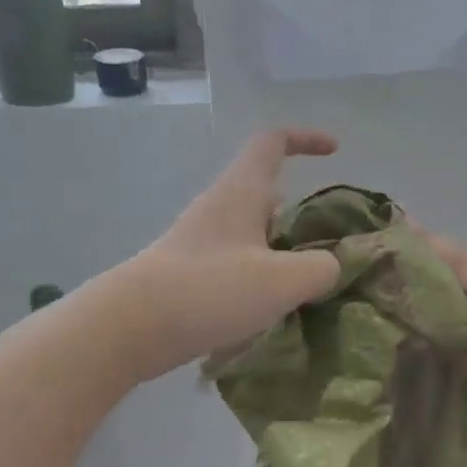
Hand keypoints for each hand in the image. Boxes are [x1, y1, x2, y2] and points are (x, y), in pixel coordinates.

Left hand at [117, 128, 340, 378]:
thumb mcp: (282, 280)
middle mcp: (220, 208)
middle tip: (331, 241)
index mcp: (241, 192)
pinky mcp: (192, 273)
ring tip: (311, 281)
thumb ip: (320, 268)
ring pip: (253, 232)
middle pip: (267, 192)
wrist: (131, 327)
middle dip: (301, 212)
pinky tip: (276, 307)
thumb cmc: (209, 290)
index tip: (335, 152)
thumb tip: (330, 266)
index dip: (306, 139)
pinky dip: (263, 275)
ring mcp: (202, 241)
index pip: (272, 142)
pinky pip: (239, 262)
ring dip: (283, 249)